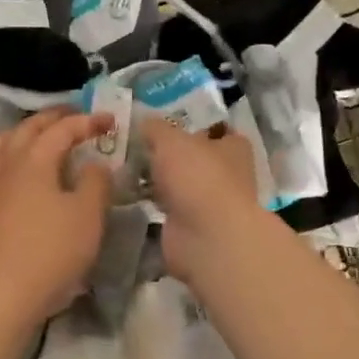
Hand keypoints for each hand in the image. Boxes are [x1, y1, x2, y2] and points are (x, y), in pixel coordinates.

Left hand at [0, 107, 114, 324]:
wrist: (6, 294)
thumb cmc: (53, 250)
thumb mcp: (88, 214)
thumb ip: (96, 181)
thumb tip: (94, 164)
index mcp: (34, 160)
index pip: (62, 129)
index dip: (87, 121)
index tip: (111, 120)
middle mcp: (10, 166)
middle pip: (28, 129)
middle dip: (54, 119)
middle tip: (78, 118)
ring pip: (7, 145)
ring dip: (29, 134)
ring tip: (48, 137)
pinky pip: (2, 166)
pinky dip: (18, 156)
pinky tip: (31, 173)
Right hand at [139, 116, 267, 284]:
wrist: (206, 236)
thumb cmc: (197, 177)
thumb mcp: (171, 140)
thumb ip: (155, 128)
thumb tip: (143, 121)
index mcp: (233, 147)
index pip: (214, 129)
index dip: (190, 125)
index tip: (161, 123)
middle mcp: (227, 172)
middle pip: (194, 157)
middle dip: (168, 153)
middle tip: (135, 144)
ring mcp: (210, 201)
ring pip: (180, 183)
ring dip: (158, 179)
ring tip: (125, 167)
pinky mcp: (192, 225)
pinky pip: (169, 206)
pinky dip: (153, 202)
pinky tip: (130, 193)